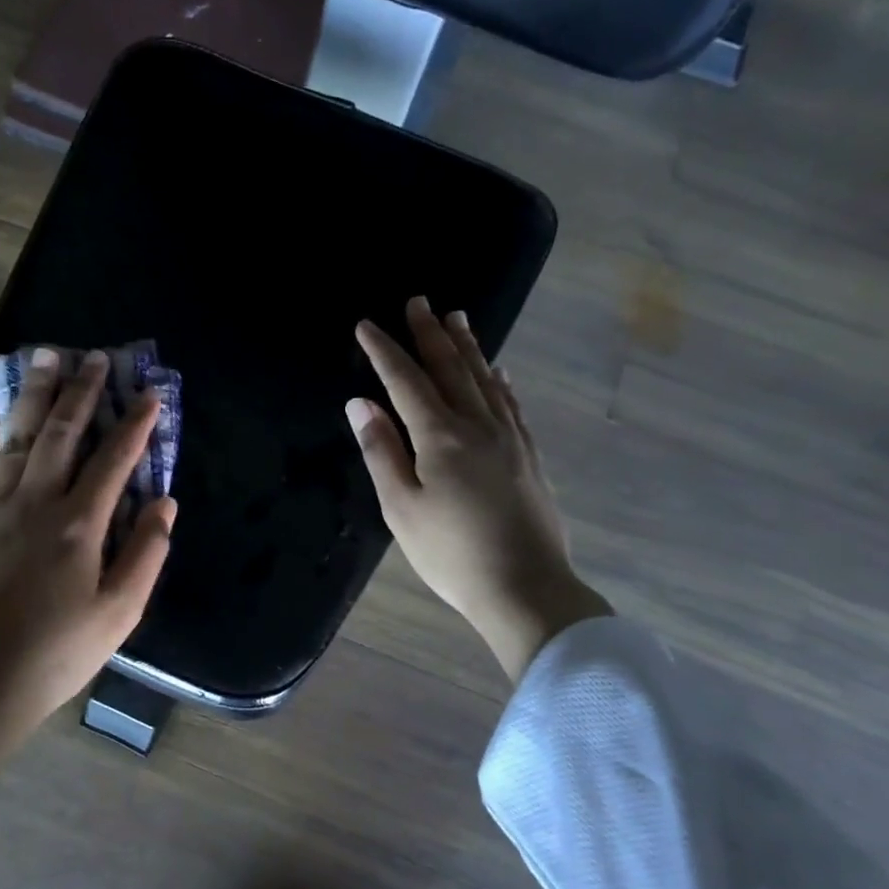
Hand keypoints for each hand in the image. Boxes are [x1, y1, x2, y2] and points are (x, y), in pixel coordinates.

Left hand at [0, 347, 176, 798]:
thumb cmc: (58, 652)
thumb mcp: (120, 612)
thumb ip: (146, 553)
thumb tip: (165, 502)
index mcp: (79, 525)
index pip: (114, 460)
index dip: (135, 424)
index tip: (149, 394)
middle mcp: (35, 503)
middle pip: (60, 434)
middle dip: (80, 392)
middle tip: (93, 357)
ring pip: (17, 439)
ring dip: (33, 397)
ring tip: (43, 359)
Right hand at [348, 296, 609, 682]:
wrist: (524, 587)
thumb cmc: (450, 553)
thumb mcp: (401, 507)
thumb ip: (381, 451)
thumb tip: (360, 404)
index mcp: (440, 437)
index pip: (406, 381)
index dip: (384, 351)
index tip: (366, 325)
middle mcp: (478, 425)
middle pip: (451, 368)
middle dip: (430, 334)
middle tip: (418, 301)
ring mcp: (509, 438)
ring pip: (486, 380)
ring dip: (468, 347)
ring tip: (457, 319)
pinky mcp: (528, 456)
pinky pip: (511, 404)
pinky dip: (500, 381)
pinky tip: (499, 372)